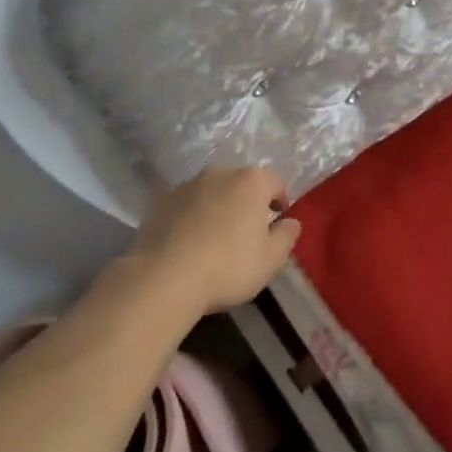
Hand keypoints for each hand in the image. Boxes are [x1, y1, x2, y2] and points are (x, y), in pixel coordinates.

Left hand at [123, 165, 300, 314]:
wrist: (163, 278)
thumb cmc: (228, 266)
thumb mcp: (270, 260)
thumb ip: (287, 236)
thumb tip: (291, 222)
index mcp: (251, 182)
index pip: (275, 181)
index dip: (280, 199)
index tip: (277, 221)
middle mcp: (219, 173)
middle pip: (241, 183)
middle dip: (247, 202)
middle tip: (246, 231)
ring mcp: (187, 185)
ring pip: (211, 191)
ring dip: (217, 206)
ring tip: (214, 237)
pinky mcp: (161, 201)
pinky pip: (185, 204)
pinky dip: (191, 216)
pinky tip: (188, 242)